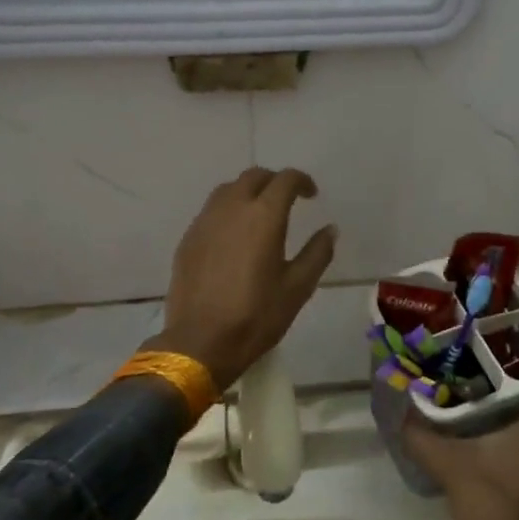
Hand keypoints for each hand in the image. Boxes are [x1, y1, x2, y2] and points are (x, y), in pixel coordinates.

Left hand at [151, 168, 336, 390]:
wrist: (201, 342)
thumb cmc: (257, 315)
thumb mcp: (298, 287)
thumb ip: (317, 253)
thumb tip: (330, 230)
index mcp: (264, 216)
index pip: (285, 179)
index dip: (301, 181)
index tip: (311, 195)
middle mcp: (232, 208)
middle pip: (254, 177)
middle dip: (274, 182)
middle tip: (287, 201)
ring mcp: (205, 222)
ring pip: (228, 190)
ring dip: (248, 193)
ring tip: (259, 215)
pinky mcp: (188, 239)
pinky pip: (210, 211)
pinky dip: (227, 211)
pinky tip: (234, 237)